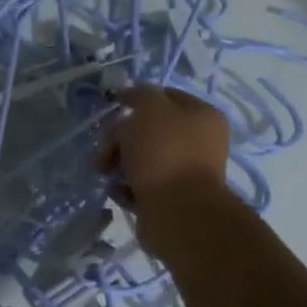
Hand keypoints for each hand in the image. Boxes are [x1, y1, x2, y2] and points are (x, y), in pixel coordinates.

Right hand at [98, 86, 233, 257]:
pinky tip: (120, 192)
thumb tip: (132, 97)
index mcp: (202, 116)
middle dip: (119, 138)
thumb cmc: (164, 152)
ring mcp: (184, 173)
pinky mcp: (170, 199)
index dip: (136, 99)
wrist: (177, 212)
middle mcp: (198, 143)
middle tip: (104, 150)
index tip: (112, 107)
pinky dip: (127, 188)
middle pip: (148, 130)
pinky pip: (141, 186)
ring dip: (118, 164)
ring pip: (141, 159)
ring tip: (105, 174)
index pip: (165, 97)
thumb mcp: (150, 108)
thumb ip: (140, 95)